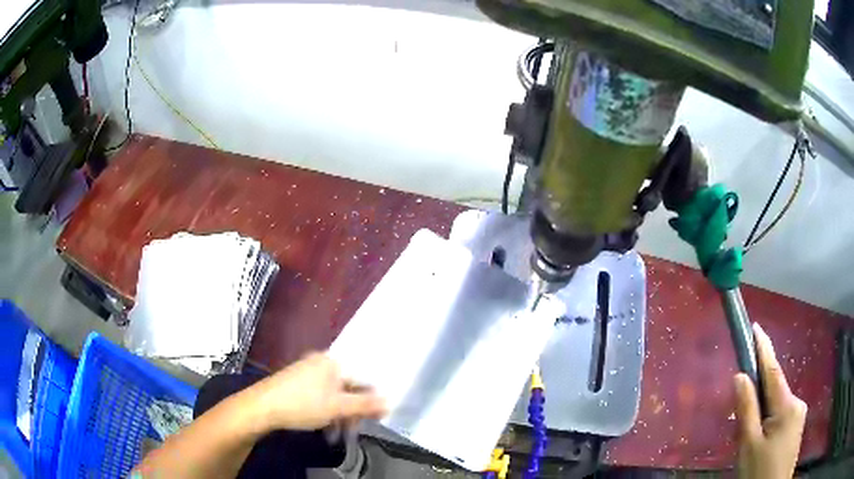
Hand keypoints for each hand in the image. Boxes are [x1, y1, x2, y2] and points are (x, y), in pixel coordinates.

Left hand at [252, 352, 386, 431]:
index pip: (363, 378)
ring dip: (340, 413)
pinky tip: (325, 426)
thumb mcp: (338, 407)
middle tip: (354, 428)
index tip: (375, 417)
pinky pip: (321, 395)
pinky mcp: (297, 381)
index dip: (371, 398)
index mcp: (333, 362)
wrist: (262, 407)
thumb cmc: (303, 404)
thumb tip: (390, 402)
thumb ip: (365, 405)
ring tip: (338, 432)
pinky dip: (327, 410)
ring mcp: (307, 371)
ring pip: (334, 393)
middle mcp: (321, 362)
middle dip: (353, 409)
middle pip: (348, 386)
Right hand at [734, 323, 807, 478]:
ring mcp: (799, 415)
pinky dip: (769, 422)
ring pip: (777, 406)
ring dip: (763, 414)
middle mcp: (797, 403)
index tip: (755, 326)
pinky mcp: (796, 427)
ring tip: (750, 440)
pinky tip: (761, 443)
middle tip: (741, 420)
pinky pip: (781, 416)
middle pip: (774, 391)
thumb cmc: (759, 471)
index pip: (773, 370)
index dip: (764, 349)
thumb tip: (740, 376)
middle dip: (758, 397)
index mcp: (787, 405)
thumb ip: (746, 410)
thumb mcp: (749, 445)